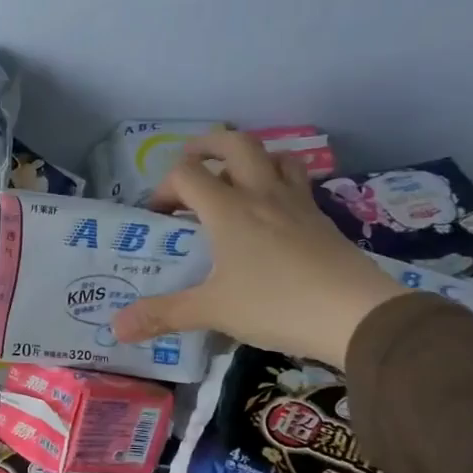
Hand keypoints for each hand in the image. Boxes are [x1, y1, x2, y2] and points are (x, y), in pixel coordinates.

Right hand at [111, 131, 407, 367]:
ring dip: (250, 159)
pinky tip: (273, 214)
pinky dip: (278, 184)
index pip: (187, 173)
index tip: (159, 216)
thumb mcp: (212, 311)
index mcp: (229, 209)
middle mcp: (262, 194)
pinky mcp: (322, 220)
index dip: (165, 187)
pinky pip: (297, 184)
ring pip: (274, 156)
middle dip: (206, 146)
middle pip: (234, 144)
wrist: (355, 314)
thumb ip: (163, 314)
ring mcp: (297, 204)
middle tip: (190, 163)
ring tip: (234, 180)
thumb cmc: (275, 305)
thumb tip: (116, 328)